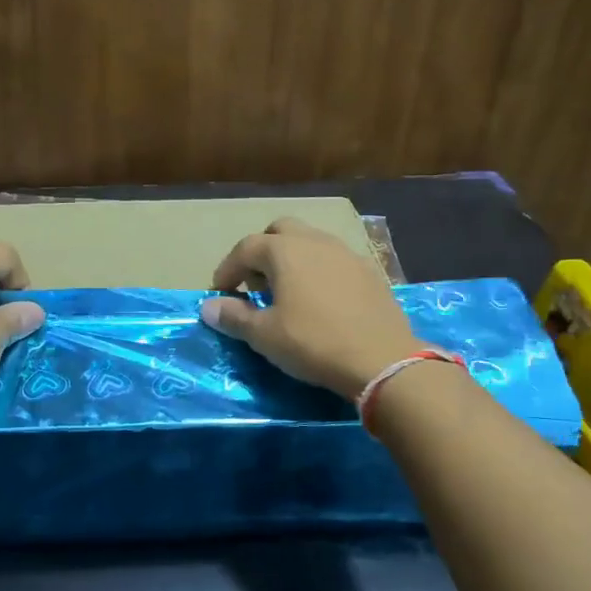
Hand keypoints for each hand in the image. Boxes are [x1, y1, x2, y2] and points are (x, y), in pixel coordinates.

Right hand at [200, 217, 416, 398]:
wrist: (382, 359)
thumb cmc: (313, 342)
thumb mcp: (264, 335)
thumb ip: (234, 316)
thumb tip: (208, 306)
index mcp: (284, 251)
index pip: (245, 248)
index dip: (227, 269)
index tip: (220, 293)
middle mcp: (314, 241)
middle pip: (280, 231)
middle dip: (262, 252)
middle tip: (256, 284)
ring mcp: (346, 253)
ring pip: (310, 242)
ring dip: (292, 259)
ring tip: (287, 292)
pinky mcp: (369, 271)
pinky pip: (334, 260)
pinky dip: (318, 271)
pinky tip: (320, 300)